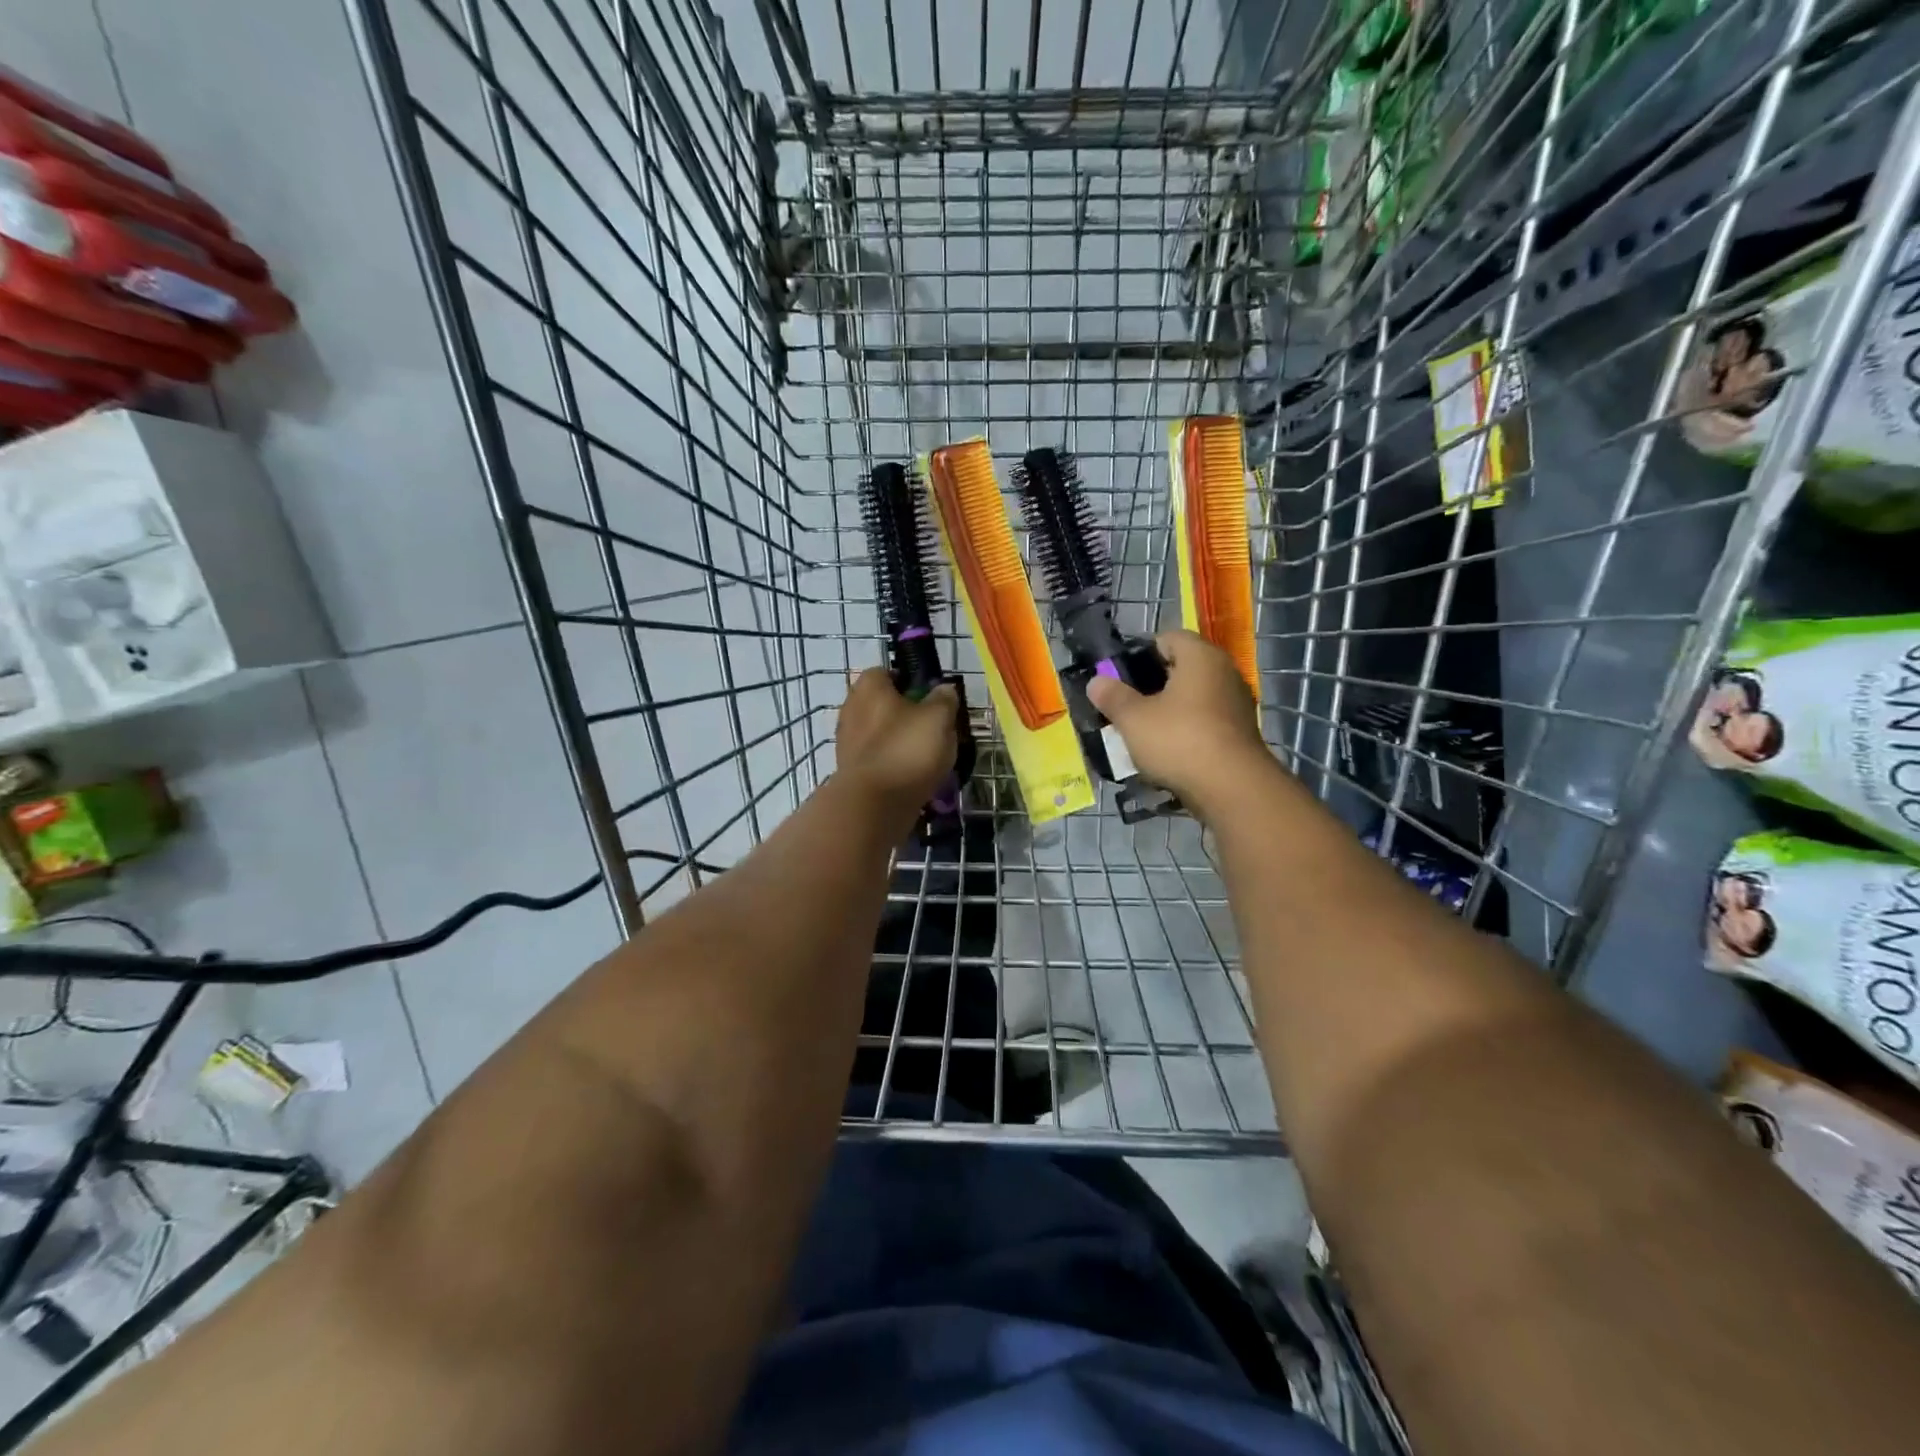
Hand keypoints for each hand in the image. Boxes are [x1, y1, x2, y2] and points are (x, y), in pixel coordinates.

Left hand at [834, 669, 958, 817]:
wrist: (873, 804)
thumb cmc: (907, 749)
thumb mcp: (938, 718)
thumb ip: (944, 699)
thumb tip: (944, 689)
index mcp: (869, 687)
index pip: (887, 672)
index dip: (910, 681)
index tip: (931, 697)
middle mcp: (851, 708)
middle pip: (883, 704)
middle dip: (906, 714)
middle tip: (933, 728)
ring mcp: (847, 741)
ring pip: (880, 733)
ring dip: (900, 741)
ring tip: (928, 756)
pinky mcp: (850, 770)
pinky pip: (878, 758)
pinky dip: (893, 763)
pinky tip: (913, 776)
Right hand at [1087, 630, 1272, 815]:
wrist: (1232, 789)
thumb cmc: (1179, 740)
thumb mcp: (1133, 719)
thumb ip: (1113, 697)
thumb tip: (1096, 681)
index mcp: (1200, 657)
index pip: (1168, 638)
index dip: (1140, 654)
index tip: (1120, 677)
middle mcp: (1224, 672)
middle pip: (1182, 668)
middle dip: (1153, 685)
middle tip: (1126, 705)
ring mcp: (1237, 704)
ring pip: (1194, 697)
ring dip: (1170, 710)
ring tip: (1143, 732)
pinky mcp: (1241, 733)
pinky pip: (1206, 722)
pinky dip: (1187, 730)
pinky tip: (1168, 751)